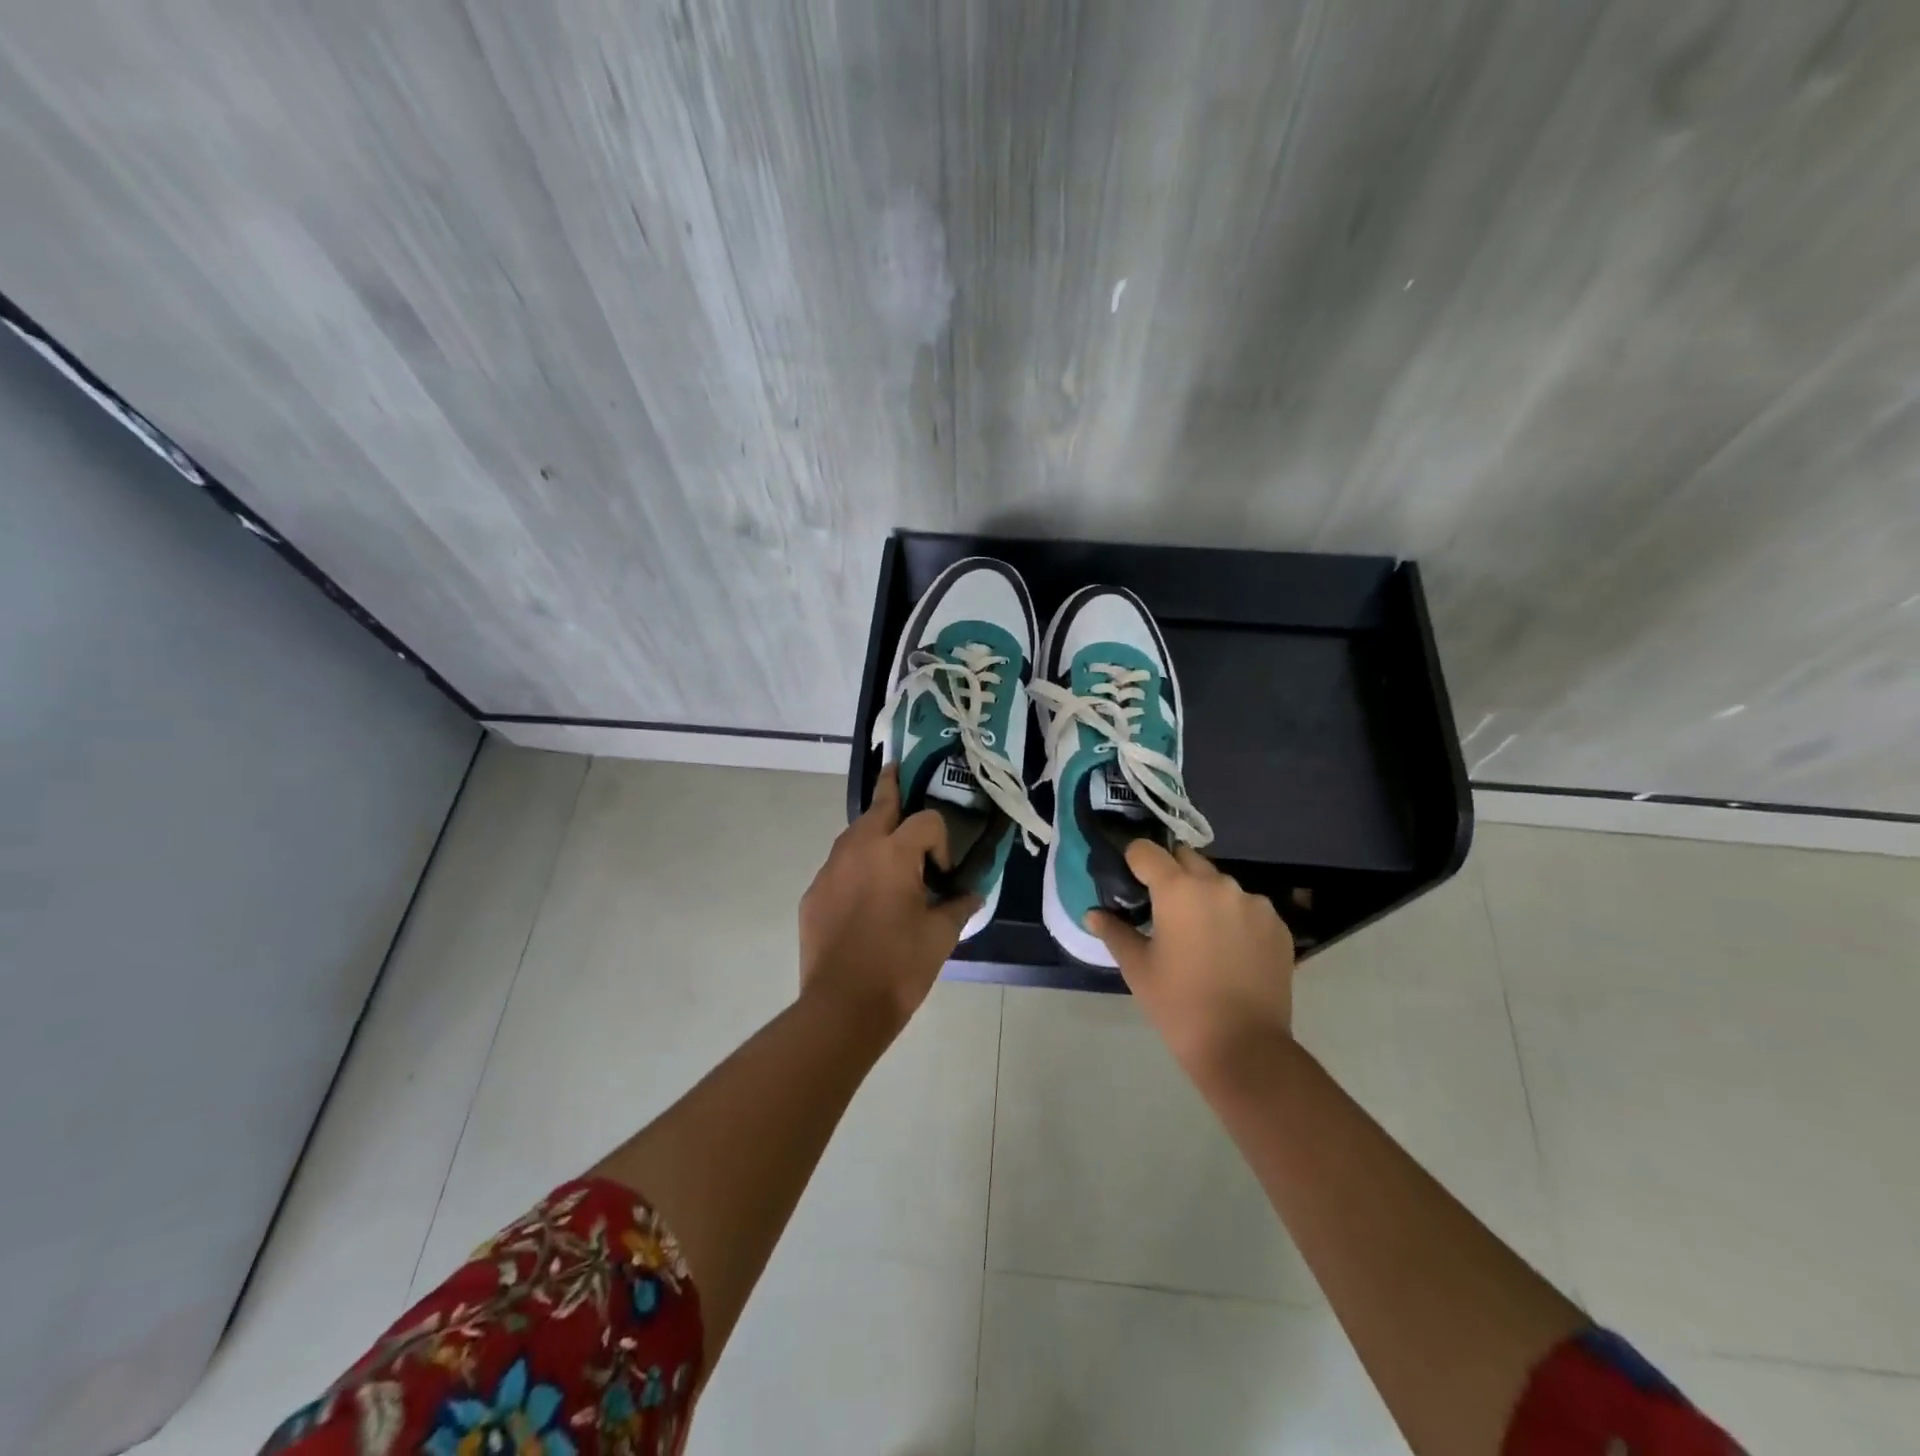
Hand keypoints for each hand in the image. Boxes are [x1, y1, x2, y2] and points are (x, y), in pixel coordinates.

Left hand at [798, 765, 980, 1031]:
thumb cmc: (900, 965)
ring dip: (873, 831)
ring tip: (888, 845)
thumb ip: (959, 905)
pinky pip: (838, 866)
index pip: (926, 821)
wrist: (842, 1006)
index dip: (942, 841)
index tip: (944, 874)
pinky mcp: (813, 893)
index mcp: (893, 852)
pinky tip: (864, 894)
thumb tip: (973, 893)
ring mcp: (830, 869)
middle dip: (891, 788)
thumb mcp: (941, 935)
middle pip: (879, 806)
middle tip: (897, 770)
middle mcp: (857, 849)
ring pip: (854, 834)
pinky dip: (855, 866)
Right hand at [1088, 842, 1295, 1075]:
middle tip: (1162, 909)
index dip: (1133, 861)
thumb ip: (1114, 932)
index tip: (1130, 881)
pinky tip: (1229, 950)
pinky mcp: (1278, 924)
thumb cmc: (1179, 1005)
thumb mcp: (1137, 968)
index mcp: (1179, 890)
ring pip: (1219, 883)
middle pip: (1186, 859)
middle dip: (1171, 874)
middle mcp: (1218, 885)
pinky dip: (1234, 917)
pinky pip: (1247, 906)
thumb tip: (1094, 914)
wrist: (1244, 1047)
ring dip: (1205, 895)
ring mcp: (1254, 903)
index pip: (1146, 850)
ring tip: (1200, 933)